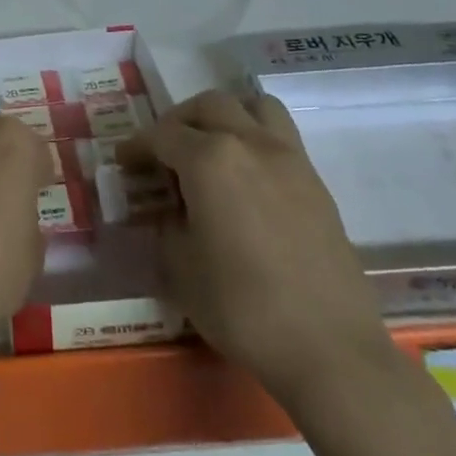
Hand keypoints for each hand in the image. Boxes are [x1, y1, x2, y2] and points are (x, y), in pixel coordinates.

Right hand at [118, 89, 391, 416]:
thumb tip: (168, 209)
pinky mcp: (316, 182)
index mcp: (209, 160)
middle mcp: (249, 143)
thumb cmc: (243, 308)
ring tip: (211, 149)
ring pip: (253, 106)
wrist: (331, 350)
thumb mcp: (180, 267)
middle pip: (208, 106)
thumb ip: (166, 224)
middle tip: (164, 152)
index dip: (137, 147)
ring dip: (225, 116)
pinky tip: (245, 179)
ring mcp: (289, 159)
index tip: (124, 162)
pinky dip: (255, 138)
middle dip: (179, 121)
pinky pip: (280, 136)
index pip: (162, 135)